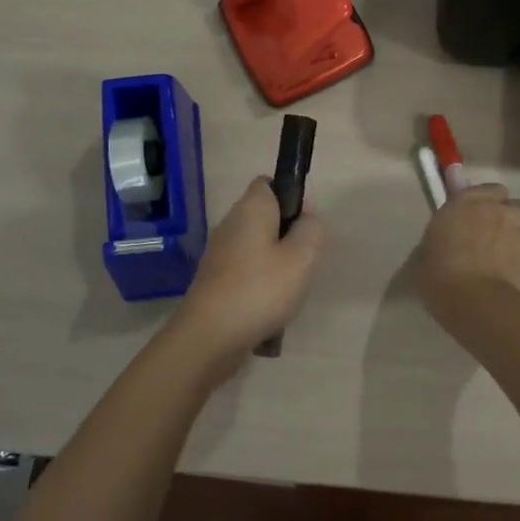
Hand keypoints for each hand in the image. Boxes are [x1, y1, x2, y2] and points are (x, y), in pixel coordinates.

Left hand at [166, 176, 323, 370]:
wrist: (208, 337)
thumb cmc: (260, 289)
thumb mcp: (301, 257)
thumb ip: (311, 229)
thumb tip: (307, 214)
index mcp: (251, 208)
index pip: (269, 183)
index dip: (291, 195)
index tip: (307, 223)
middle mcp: (231, 224)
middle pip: (265, 217)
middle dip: (287, 234)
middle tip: (304, 260)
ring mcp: (219, 253)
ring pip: (257, 247)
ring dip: (276, 263)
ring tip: (290, 288)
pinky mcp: (214, 280)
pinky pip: (245, 271)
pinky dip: (260, 284)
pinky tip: (270, 307)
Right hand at [417, 182, 519, 324]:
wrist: (482, 306)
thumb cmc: (442, 278)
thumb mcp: (423, 259)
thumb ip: (436, 244)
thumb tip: (441, 246)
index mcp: (464, 204)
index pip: (482, 189)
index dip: (480, 202)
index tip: (472, 215)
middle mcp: (497, 211)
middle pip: (509, 204)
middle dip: (503, 214)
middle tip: (490, 233)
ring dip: (515, 234)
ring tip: (503, 256)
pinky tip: (509, 277)